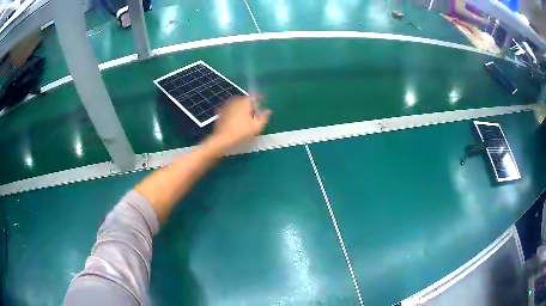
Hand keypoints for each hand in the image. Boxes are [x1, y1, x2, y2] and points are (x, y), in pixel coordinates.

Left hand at [207, 95, 270, 152]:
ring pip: (238, 105)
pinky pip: (231, 110)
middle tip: (255, 115)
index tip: (263, 107)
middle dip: (251, 106)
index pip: (255, 97)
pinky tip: (236, 122)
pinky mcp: (220, 112)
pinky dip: (235, 113)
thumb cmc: (241, 132)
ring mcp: (226, 105)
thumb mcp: (257, 127)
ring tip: (246, 119)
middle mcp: (235, 100)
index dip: (260, 101)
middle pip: (246, 100)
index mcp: (245, 101)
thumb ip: (264, 117)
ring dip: (242, 109)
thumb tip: (268, 111)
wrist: (222, 139)